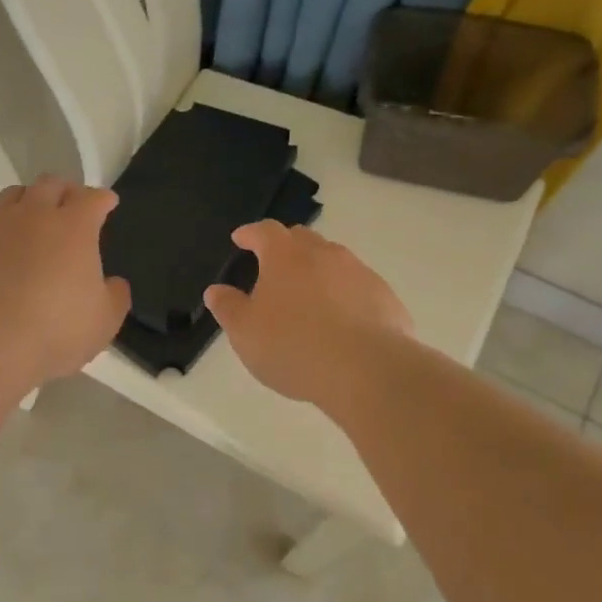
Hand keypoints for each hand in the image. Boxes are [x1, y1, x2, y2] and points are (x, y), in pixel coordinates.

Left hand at [0, 176, 131, 386]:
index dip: (102, 199)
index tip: (107, 203)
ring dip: (27, 201)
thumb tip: (113, 283)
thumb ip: (115, 296)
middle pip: (50, 184)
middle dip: (64, 190)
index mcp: (74, 227)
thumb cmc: (55, 330)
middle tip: (70, 204)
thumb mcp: (104, 321)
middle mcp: (33, 216)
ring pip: (12, 196)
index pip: (93, 198)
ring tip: (31, 219)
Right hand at [204, 221, 413, 408]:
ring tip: (308, 297)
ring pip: (334, 261)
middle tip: (273, 266)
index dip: (250, 233)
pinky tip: (341, 322)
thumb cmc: (293, 346)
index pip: (264, 231)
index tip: (240, 238)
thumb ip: (228, 308)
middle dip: (285, 247)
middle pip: (302, 238)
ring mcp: (359, 273)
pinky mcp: (385, 297)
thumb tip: (216, 291)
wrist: (366, 369)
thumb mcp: (245, 333)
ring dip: (317, 271)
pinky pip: (358, 287)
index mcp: (285, 256)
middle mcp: (324, 254)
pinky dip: (344, 295)